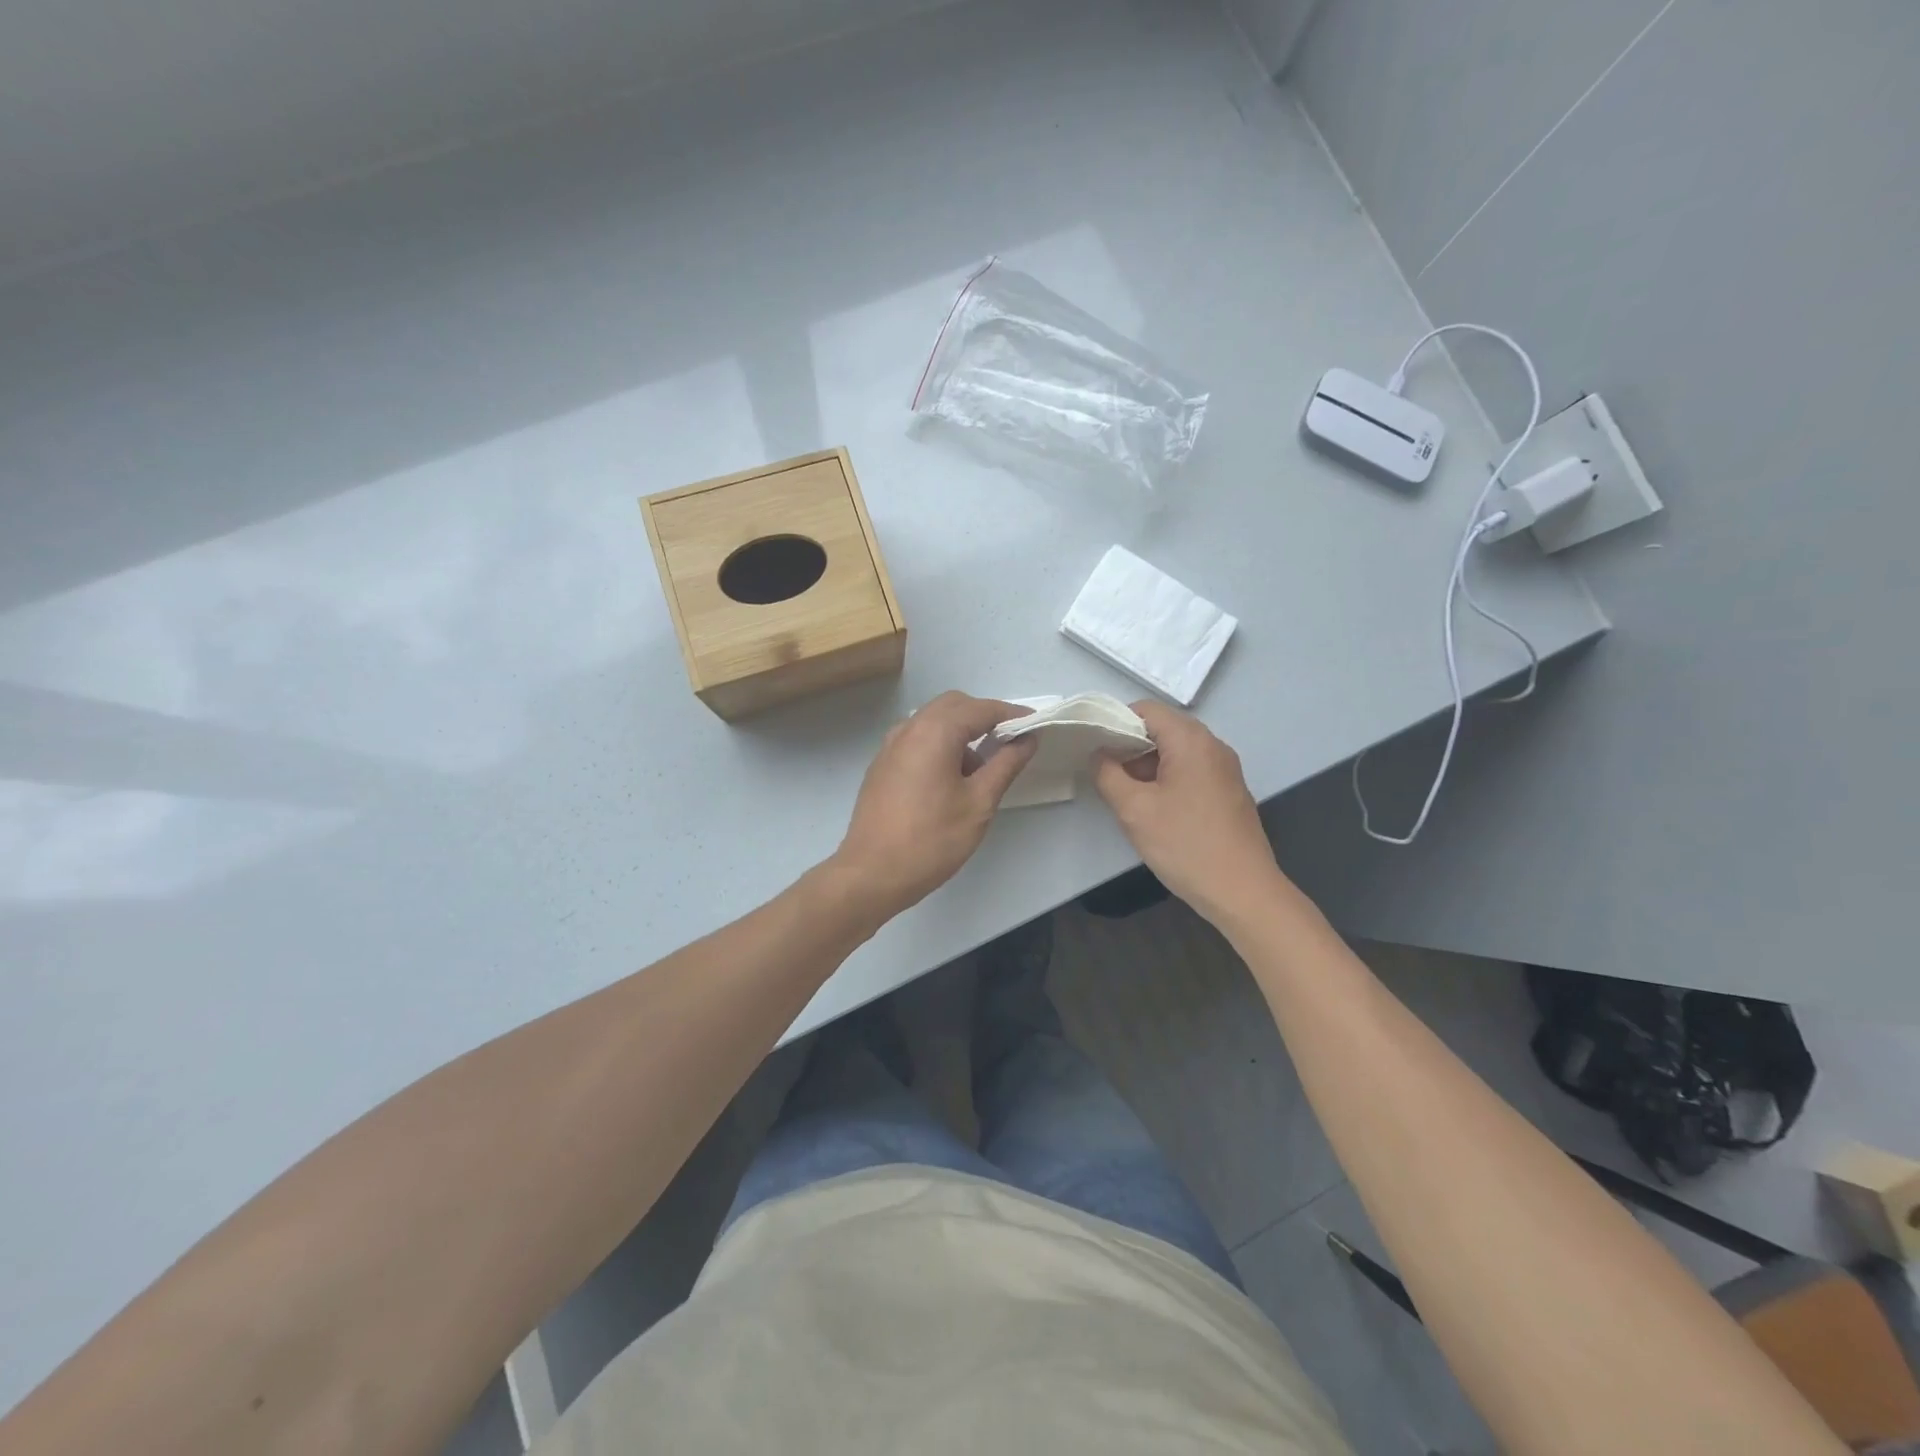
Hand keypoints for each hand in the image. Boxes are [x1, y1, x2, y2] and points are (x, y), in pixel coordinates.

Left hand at [830, 692, 1036, 919]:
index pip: (981, 708)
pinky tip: (952, 779)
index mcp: (934, 731)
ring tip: (983, 768)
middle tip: (1011, 743)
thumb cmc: (932, 840)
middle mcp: (909, 729)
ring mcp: (890, 746)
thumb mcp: (979, 803)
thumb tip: (1027, 739)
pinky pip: (917, 739)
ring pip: (933, 721)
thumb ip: (1006, 764)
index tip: (1036, 727)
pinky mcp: (882, 765)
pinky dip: (941, 744)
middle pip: (954, 705)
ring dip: (961, 731)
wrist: (871, 874)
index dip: (1012, 715)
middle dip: (985, 717)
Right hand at [1092, 701, 1286, 925]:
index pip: (1147, 710)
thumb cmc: (1186, 845)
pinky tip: (1153, 807)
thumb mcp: (1134, 810)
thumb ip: (1108, 774)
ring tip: (1123, 791)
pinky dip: (1167, 777)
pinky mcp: (1229, 791)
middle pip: (1163, 728)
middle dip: (1130, 744)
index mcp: (1191, 741)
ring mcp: (1225, 769)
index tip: (1093, 745)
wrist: (1243, 891)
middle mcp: (1213, 746)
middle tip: (1104, 770)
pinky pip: (1192, 770)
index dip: (1115, 721)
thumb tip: (1099, 754)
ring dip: (1147, 764)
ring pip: (1177, 751)